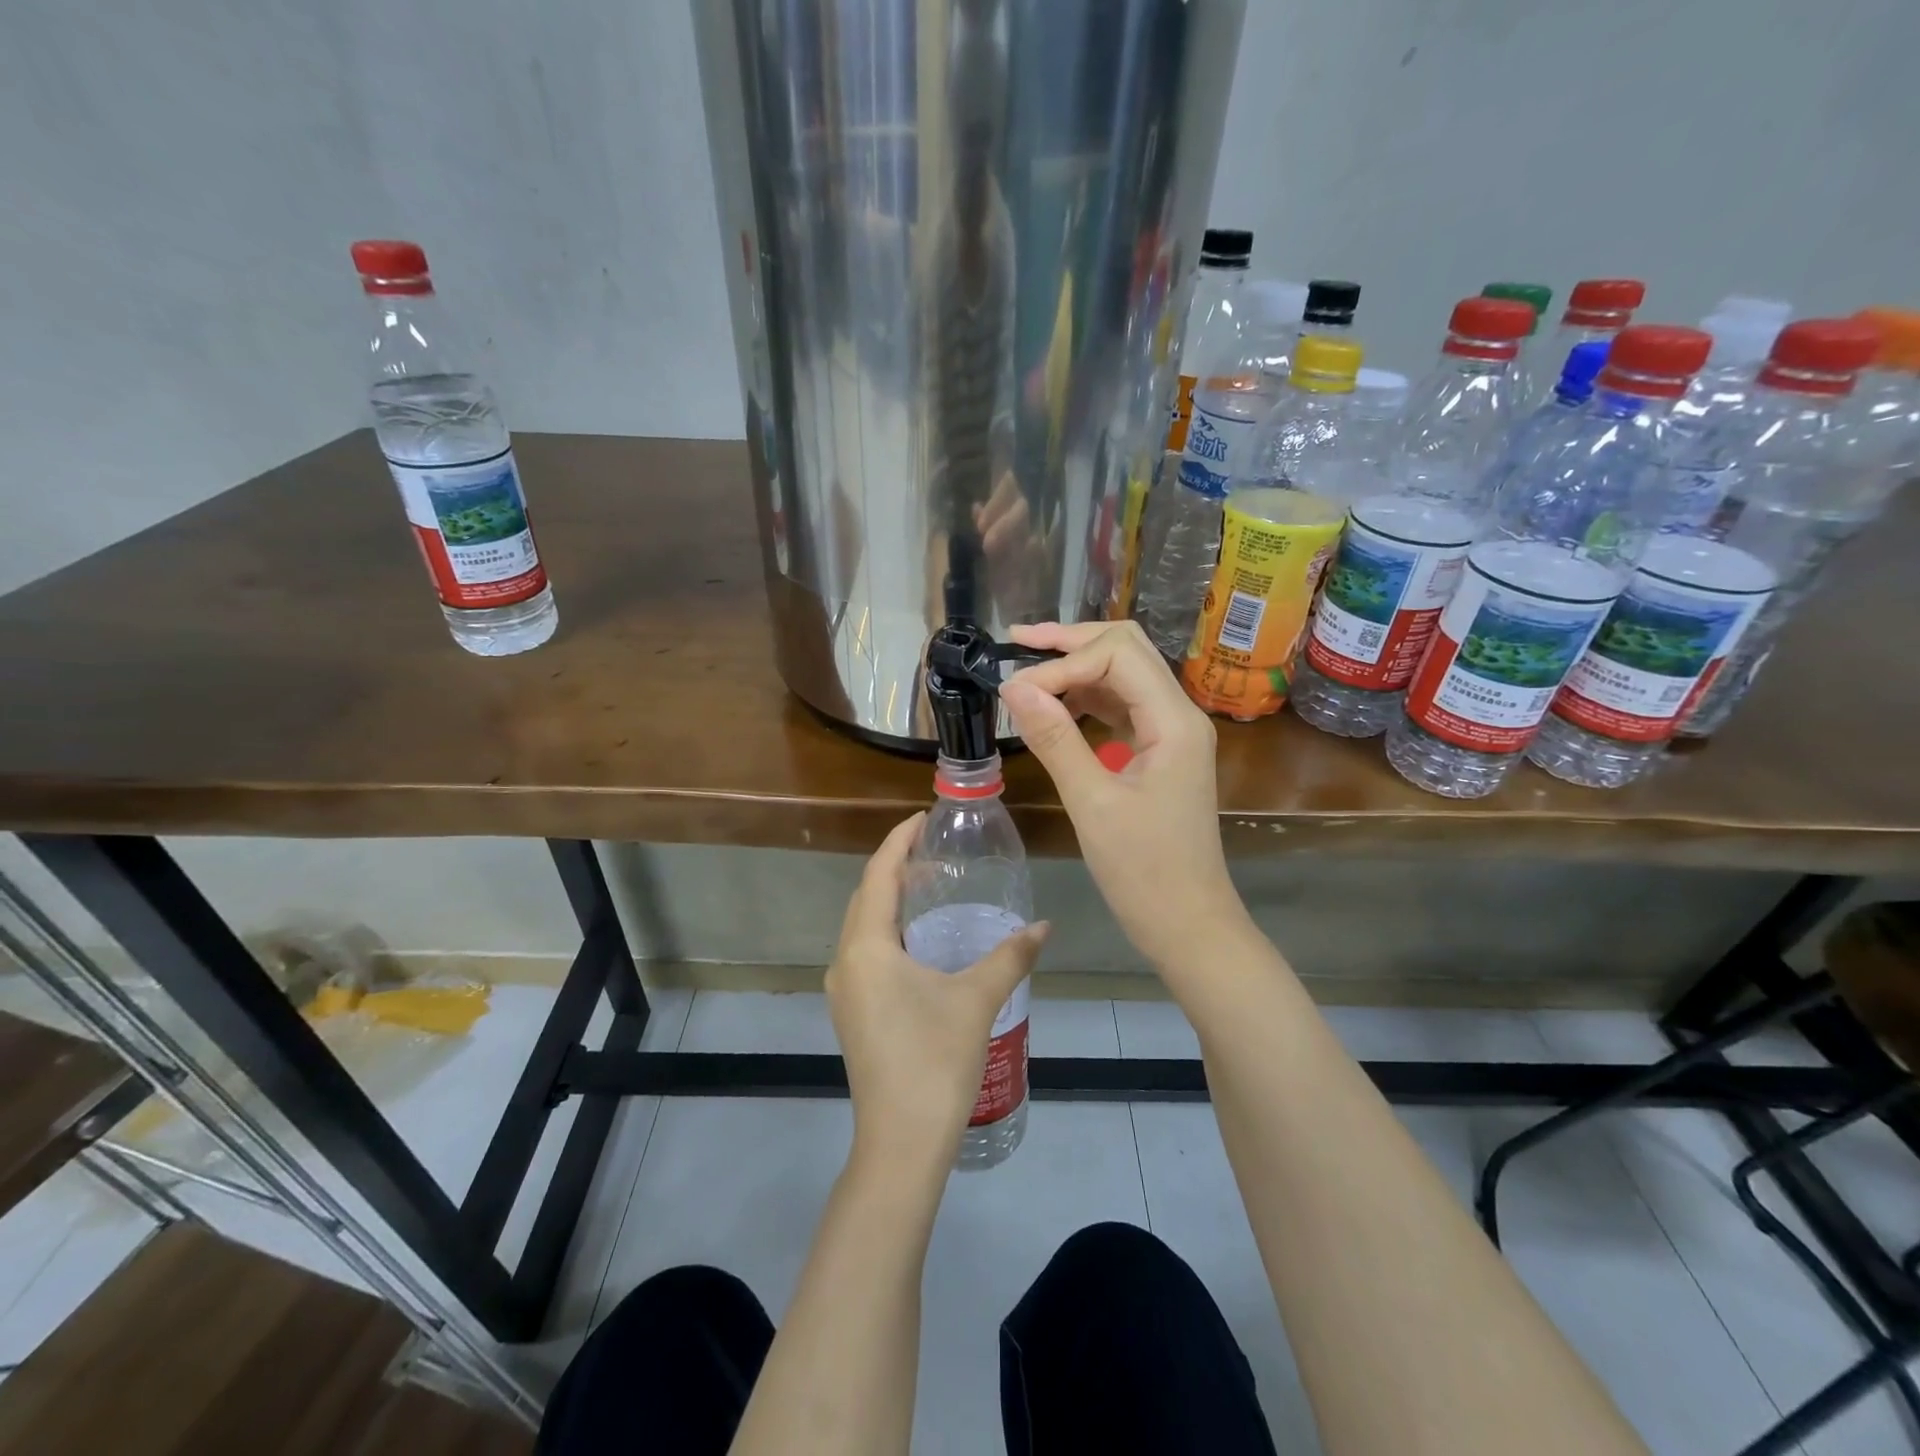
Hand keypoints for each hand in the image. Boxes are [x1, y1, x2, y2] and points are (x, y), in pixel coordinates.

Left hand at [827, 814, 1048, 1174]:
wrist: (901, 1143)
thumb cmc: (935, 1062)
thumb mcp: (977, 1000)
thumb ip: (1010, 956)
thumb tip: (1044, 926)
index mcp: (867, 948)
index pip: (878, 875)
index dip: (898, 841)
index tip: (922, 819)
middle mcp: (845, 962)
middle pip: (866, 897)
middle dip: (895, 868)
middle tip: (934, 850)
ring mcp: (844, 991)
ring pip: (862, 926)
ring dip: (889, 901)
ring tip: (929, 887)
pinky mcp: (851, 1013)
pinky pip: (865, 952)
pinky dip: (887, 931)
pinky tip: (919, 941)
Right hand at [1000, 620, 1245, 975]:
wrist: (1189, 925)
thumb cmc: (1144, 872)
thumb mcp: (1093, 804)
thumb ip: (1055, 739)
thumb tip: (1014, 688)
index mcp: (1174, 721)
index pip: (1117, 654)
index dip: (1062, 662)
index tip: (1015, 690)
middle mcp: (1179, 715)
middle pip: (1127, 649)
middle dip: (1072, 641)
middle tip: (1018, 642)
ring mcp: (1171, 734)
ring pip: (1124, 675)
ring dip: (1078, 667)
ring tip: (1027, 671)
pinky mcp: (1160, 754)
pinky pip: (1123, 708)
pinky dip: (1087, 699)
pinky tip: (1054, 706)